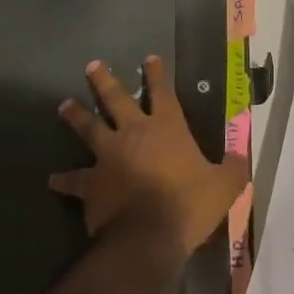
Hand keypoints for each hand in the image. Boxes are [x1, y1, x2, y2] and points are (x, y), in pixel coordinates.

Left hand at [50, 55, 248, 258]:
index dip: (156, 75)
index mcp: (168, 128)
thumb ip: (232, 168)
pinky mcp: (91, 183)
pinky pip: (74, 179)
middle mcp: (135, 134)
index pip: (162, 93)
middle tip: (91, 65)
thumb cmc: (189, 204)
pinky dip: (64, 179)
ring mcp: (109, 156)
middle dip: (104, 81)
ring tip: (63, 105)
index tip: (148, 58)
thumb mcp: (224, 186)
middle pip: (116, 100)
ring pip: (89, 128)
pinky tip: (52, 179)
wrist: (149, 235)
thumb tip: (241, 157)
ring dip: (76, 116)